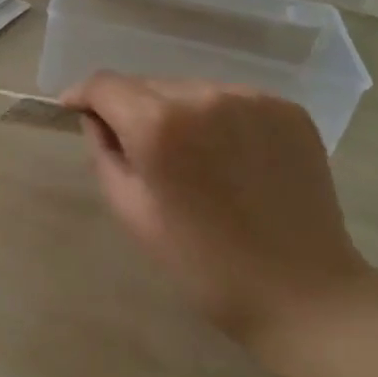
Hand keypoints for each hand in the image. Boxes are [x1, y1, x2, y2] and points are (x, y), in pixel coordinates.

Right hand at [61, 74, 371, 345]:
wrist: (301, 292)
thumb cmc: (201, 263)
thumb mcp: (130, 211)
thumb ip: (104, 152)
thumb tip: (98, 120)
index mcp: (158, 124)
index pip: (105, 85)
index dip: (84, 96)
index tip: (76, 111)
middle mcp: (203, 96)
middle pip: (148, 84)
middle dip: (132, 109)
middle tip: (140, 152)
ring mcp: (251, 99)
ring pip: (190, 90)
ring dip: (177, 113)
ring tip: (191, 160)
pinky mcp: (286, 109)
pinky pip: (231, 101)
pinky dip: (218, 120)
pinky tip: (230, 159)